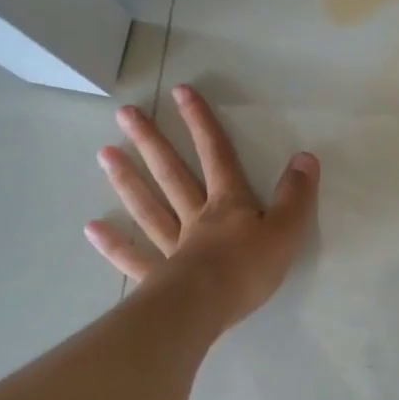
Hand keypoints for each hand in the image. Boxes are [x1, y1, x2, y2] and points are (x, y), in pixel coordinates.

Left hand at [85, 85, 318, 327]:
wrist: (207, 307)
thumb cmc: (248, 269)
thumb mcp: (286, 230)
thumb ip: (296, 195)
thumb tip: (305, 157)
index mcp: (228, 205)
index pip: (216, 155)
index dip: (201, 123)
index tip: (180, 92)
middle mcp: (195, 218)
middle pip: (172, 174)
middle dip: (152, 142)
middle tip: (125, 113)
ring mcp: (172, 247)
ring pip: (148, 208)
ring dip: (128, 180)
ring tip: (104, 153)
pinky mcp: (158, 279)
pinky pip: (134, 257)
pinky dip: (114, 244)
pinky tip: (92, 228)